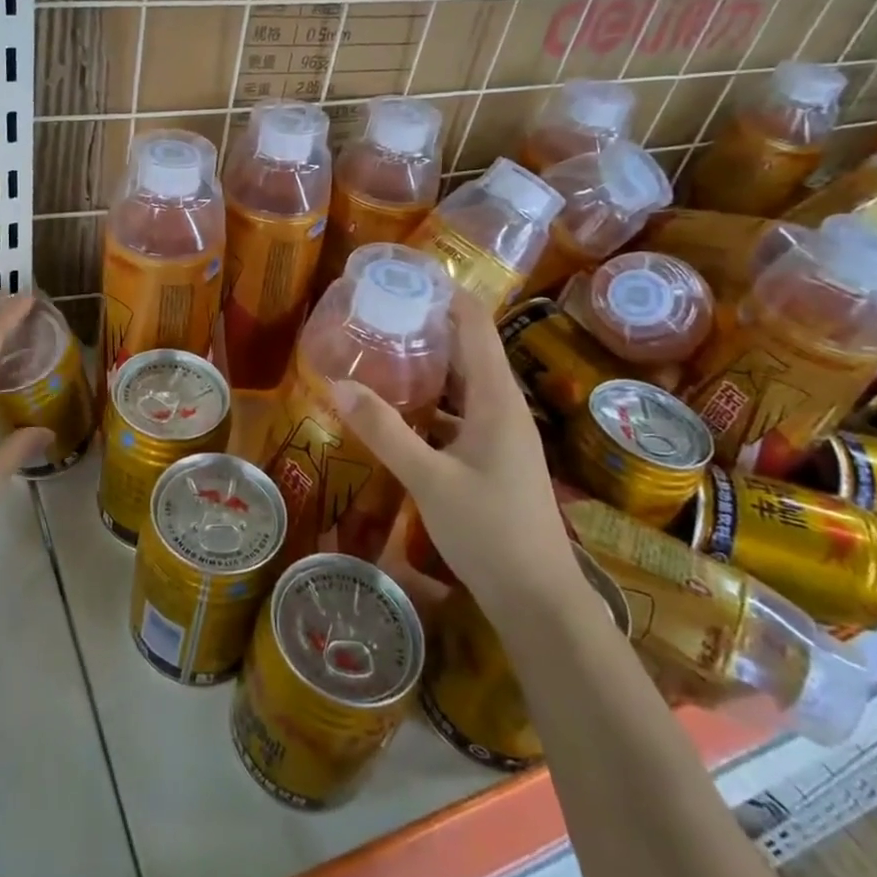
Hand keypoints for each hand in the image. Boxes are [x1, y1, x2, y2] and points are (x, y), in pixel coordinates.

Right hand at [332, 291, 581, 614]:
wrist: (539, 600)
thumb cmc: (490, 532)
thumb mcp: (428, 479)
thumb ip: (384, 430)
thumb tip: (337, 383)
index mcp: (496, 399)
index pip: (476, 325)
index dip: (446, 295)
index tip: (405, 276)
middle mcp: (502, 407)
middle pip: (467, 349)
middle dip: (427, 325)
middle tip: (377, 310)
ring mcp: (499, 434)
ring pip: (461, 383)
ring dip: (427, 364)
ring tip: (380, 348)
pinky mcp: (491, 457)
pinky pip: (458, 412)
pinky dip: (430, 401)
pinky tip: (397, 407)